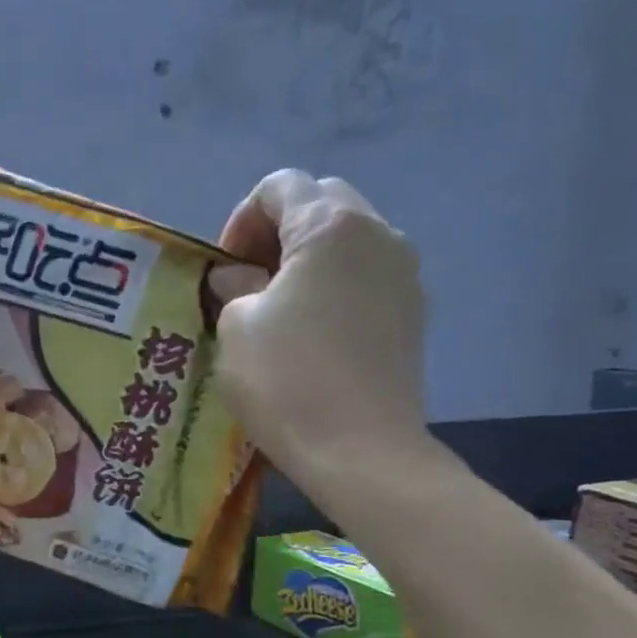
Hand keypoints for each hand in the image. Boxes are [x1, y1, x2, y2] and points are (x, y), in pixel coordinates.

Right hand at [211, 170, 428, 476]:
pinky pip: (365, 274)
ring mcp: (404, 273)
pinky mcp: (412, 311)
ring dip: (305, 258)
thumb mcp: (236, 326)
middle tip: (246, 280)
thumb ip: (234, 286)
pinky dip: (333, 284)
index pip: (280, 186)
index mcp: (330, 226)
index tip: (224, 268)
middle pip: (320, 201)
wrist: (359, 450)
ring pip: (346, 238)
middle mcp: (377, 234)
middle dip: (276, 231)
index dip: (240, 220)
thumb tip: (238, 278)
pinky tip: (310, 331)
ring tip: (276, 307)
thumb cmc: (286, 379)